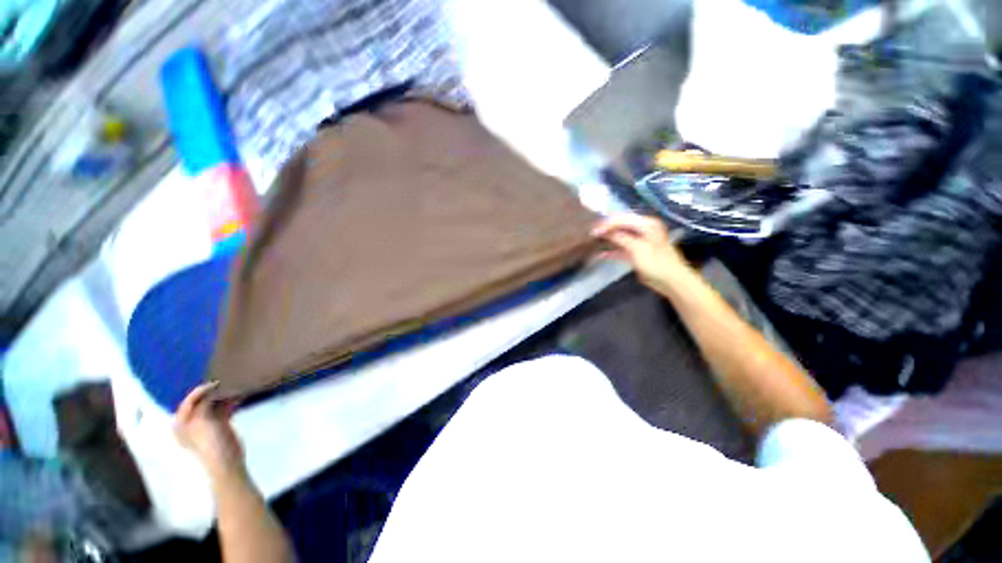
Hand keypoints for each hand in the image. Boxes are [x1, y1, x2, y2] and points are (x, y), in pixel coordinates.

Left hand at [174, 382, 245, 481]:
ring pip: (214, 403)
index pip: (188, 401)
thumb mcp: (202, 422)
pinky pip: (224, 408)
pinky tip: (239, 394)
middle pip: (201, 401)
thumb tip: (212, 390)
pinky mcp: (221, 424)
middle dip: (213, 391)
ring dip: (224, 394)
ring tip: (235, 385)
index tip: (215, 382)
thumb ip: (203, 405)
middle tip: (226, 381)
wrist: (225, 463)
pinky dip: (231, 400)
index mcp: (181, 423)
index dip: (199, 391)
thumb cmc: (210, 444)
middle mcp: (192, 421)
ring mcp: (207, 423)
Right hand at [591, 214, 692, 292]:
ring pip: (620, 237)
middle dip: (606, 229)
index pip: (623, 219)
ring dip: (608, 239)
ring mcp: (640, 241)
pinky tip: (601, 254)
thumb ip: (622, 238)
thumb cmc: (657, 264)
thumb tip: (606, 232)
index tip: (593, 231)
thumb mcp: (638, 249)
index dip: (607, 224)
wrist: (672, 281)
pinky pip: (622, 248)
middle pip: (621, 226)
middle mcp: (643, 229)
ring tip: (593, 241)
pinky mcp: (637, 253)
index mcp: (647, 224)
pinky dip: (612, 251)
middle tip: (591, 233)